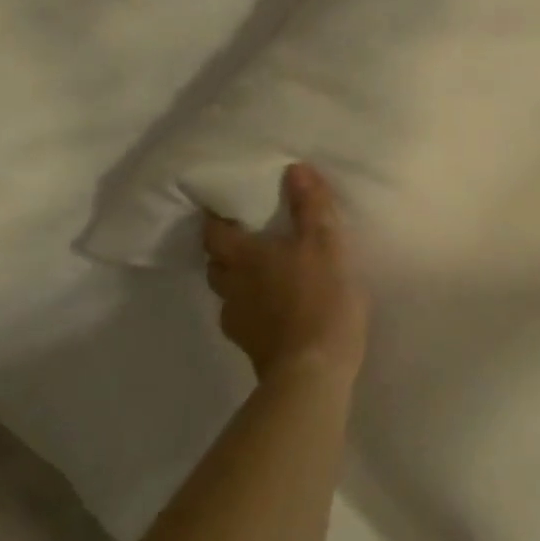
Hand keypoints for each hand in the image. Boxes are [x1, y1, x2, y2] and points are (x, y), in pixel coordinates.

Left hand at [201, 164, 369, 385]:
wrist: (313, 371)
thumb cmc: (319, 297)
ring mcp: (238, 321)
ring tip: (265, 272)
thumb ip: (311, 205)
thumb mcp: (325, 243)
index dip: (216, 219)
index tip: (225, 208)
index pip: (214, 233)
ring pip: (228, 292)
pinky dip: (255, 307)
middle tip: (249, 237)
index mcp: (244, 258)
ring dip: (240, 280)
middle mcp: (232, 287)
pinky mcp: (251, 347)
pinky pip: (245, 317)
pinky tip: (278, 308)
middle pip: (216, 264)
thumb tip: (295, 168)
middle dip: (226, 250)